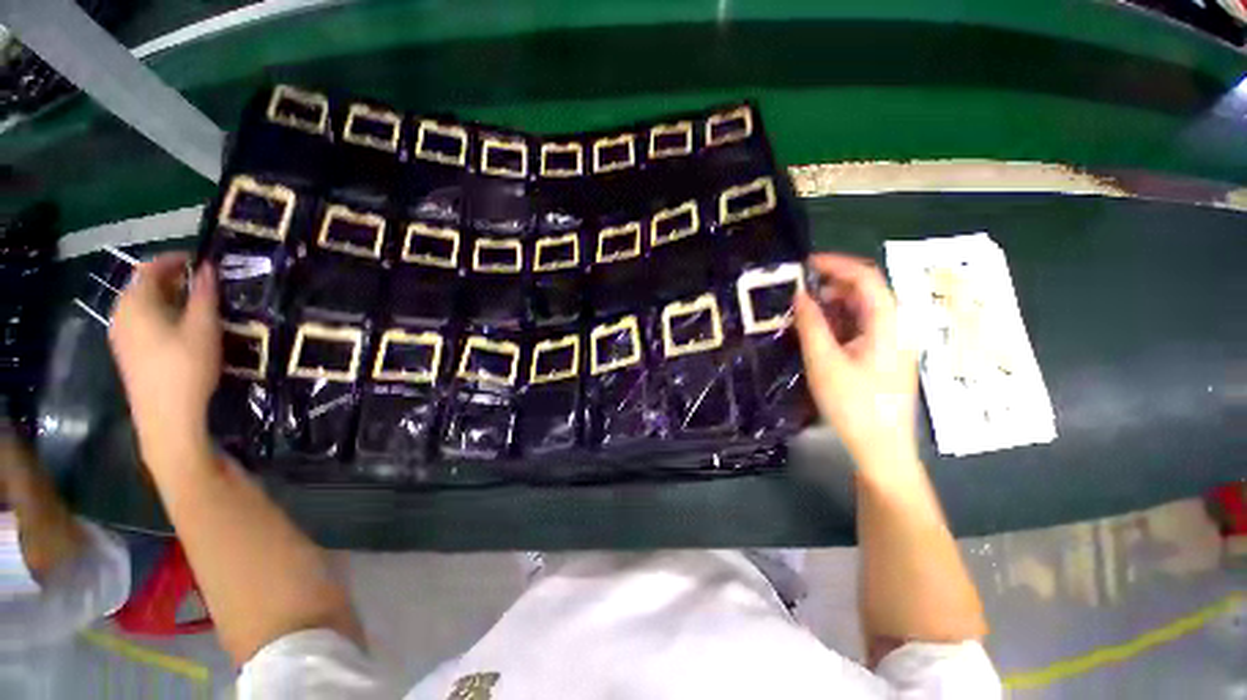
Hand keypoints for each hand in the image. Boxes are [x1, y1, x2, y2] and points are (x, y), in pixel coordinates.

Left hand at [109, 254, 219, 470]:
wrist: (166, 416)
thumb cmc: (185, 366)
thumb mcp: (203, 327)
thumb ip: (205, 294)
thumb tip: (208, 267)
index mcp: (135, 302)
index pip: (150, 268)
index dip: (175, 260)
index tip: (201, 260)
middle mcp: (121, 314)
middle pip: (144, 287)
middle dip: (173, 280)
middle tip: (204, 283)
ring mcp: (121, 336)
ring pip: (144, 306)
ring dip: (169, 298)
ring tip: (197, 305)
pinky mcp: (128, 353)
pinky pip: (143, 322)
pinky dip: (162, 315)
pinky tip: (182, 328)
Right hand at [793, 253, 919, 476]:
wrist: (880, 447)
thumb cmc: (853, 405)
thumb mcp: (824, 362)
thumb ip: (811, 324)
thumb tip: (799, 295)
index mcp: (888, 323)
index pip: (866, 277)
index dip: (836, 264)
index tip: (804, 264)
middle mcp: (895, 326)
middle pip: (865, 291)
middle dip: (830, 286)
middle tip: (796, 292)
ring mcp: (890, 342)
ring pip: (860, 310)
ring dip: (831, 305)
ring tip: (801, 313)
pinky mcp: (882, 355)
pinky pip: (859, 327)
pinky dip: (836, 323)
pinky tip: (816, 332)